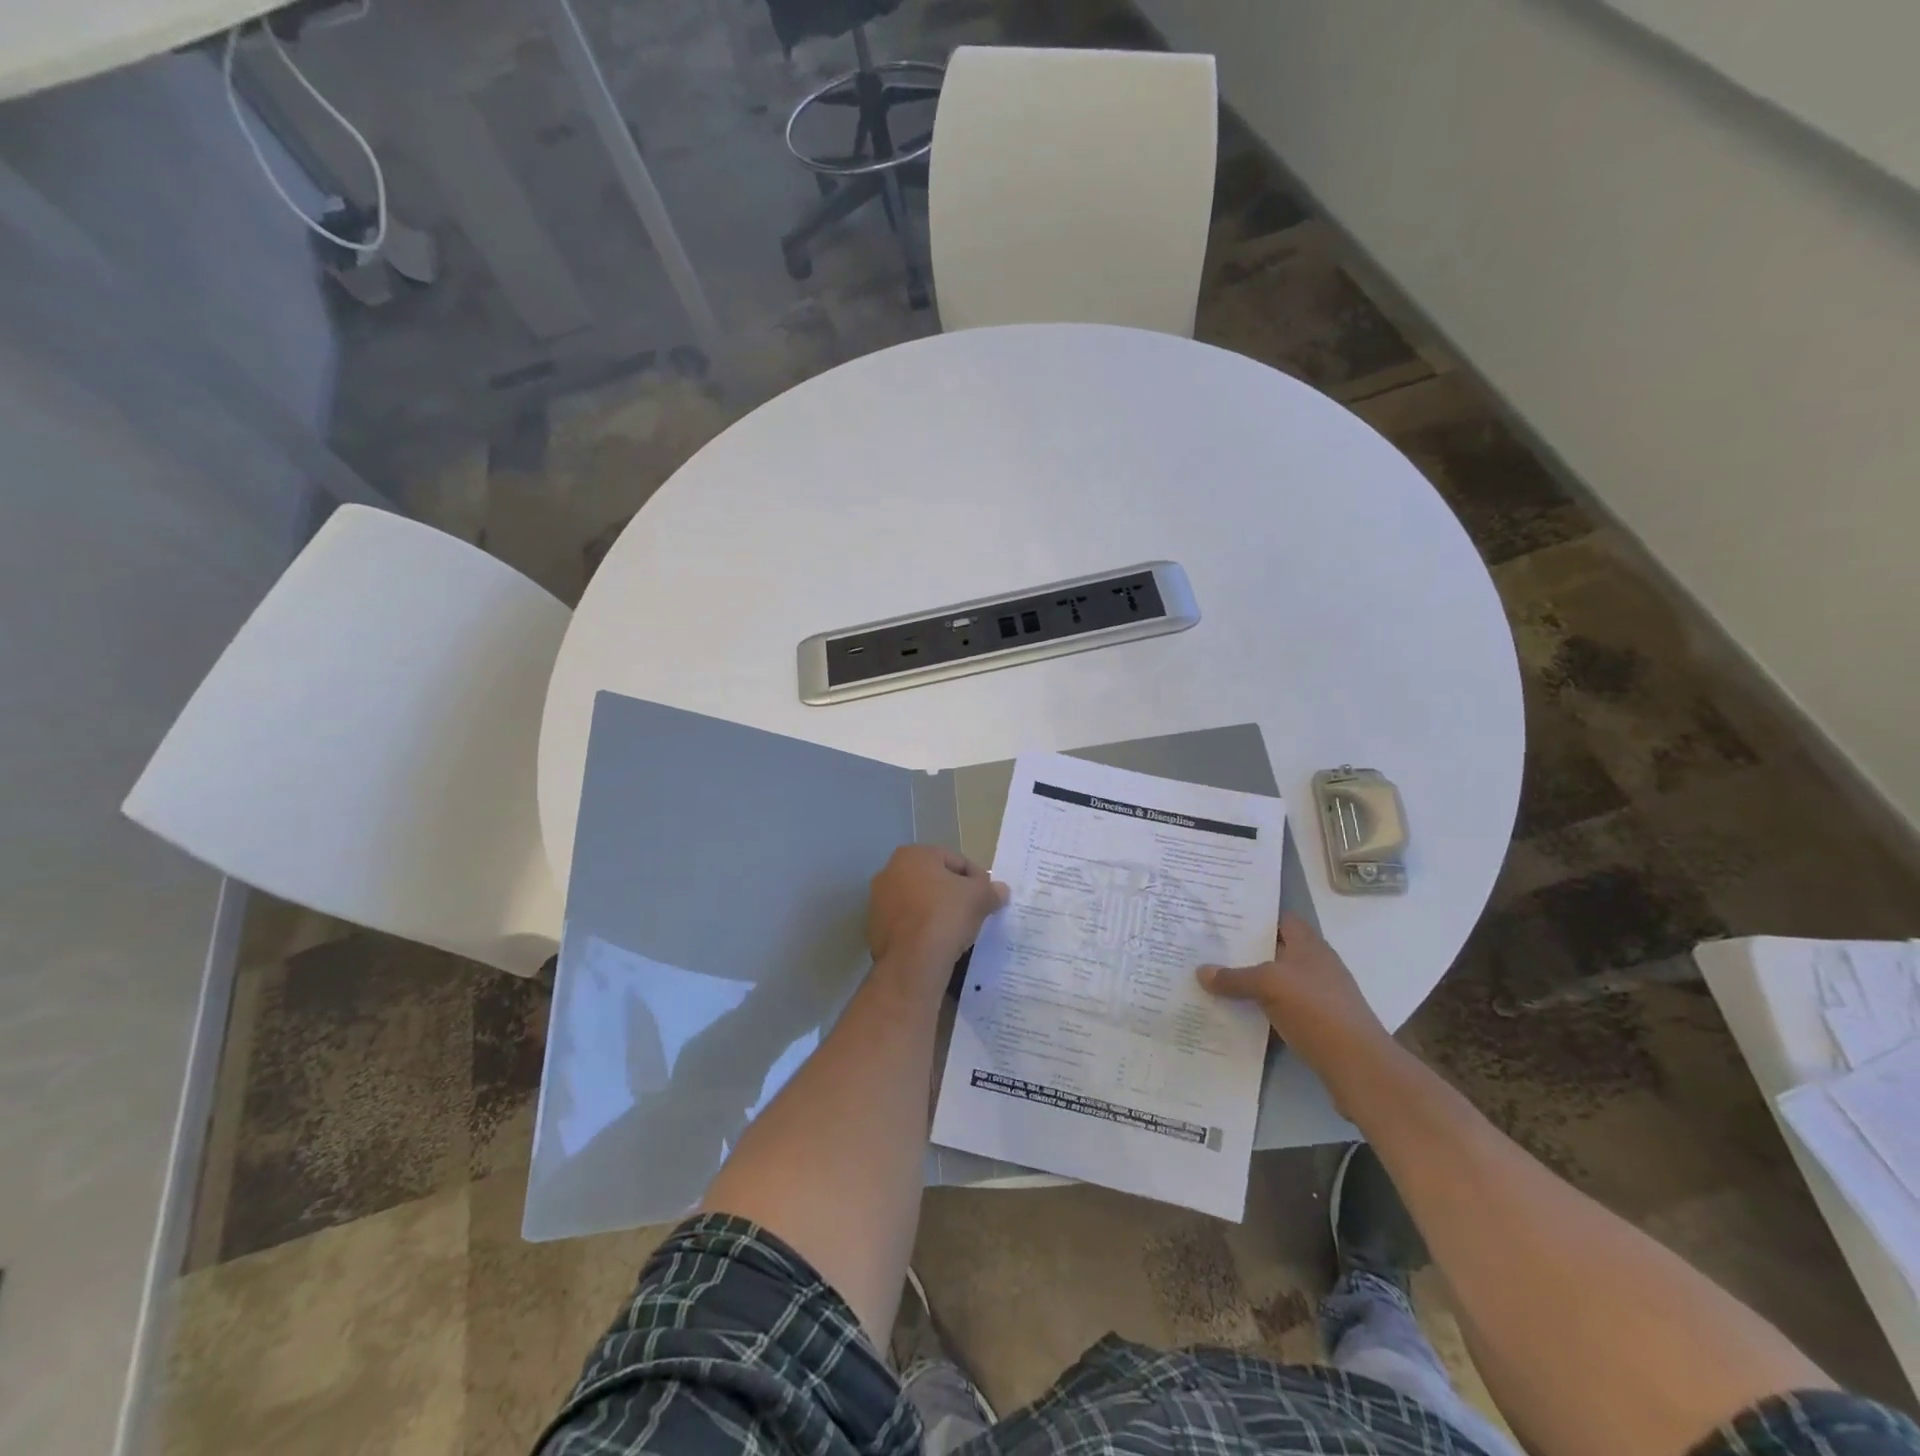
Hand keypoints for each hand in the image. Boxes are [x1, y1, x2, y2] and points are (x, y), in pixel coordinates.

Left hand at [867, 845, 1008, 976]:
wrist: (912, 962)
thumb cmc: (945, 916)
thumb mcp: (979, 898)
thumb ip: (991, 890)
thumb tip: (1001, 890)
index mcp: (912, 855)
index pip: (955, 860)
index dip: (977, 878)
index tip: (988, 896)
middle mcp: (889, 871)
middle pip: (933, 879)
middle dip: (954, 893)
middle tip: (974, 911)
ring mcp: (878, 901)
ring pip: (918, 902)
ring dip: (936, 911)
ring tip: (957, 930)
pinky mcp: (875, 928)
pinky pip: (907, 923)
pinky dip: (922, 929)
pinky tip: (937, 943)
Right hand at [1196, 915, 1393, 1080]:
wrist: (1358, 1066)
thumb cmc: (1316, 1010)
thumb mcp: (1269, 986)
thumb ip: (1234, 977)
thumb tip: (1201, 971)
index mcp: (1310, 946)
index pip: (1282, 919)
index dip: (1256, 916)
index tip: (1225, 918)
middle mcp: (1316, 966)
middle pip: (1276, 951)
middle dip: (1246, 950)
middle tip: (1210, 949)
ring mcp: (1319, 996)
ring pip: (1277, 981)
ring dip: (1251, 982)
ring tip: (1216, 980)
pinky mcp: (1318, 1024)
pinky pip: (1281, 1008)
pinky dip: (1261, 1009)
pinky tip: (1238, 1014)